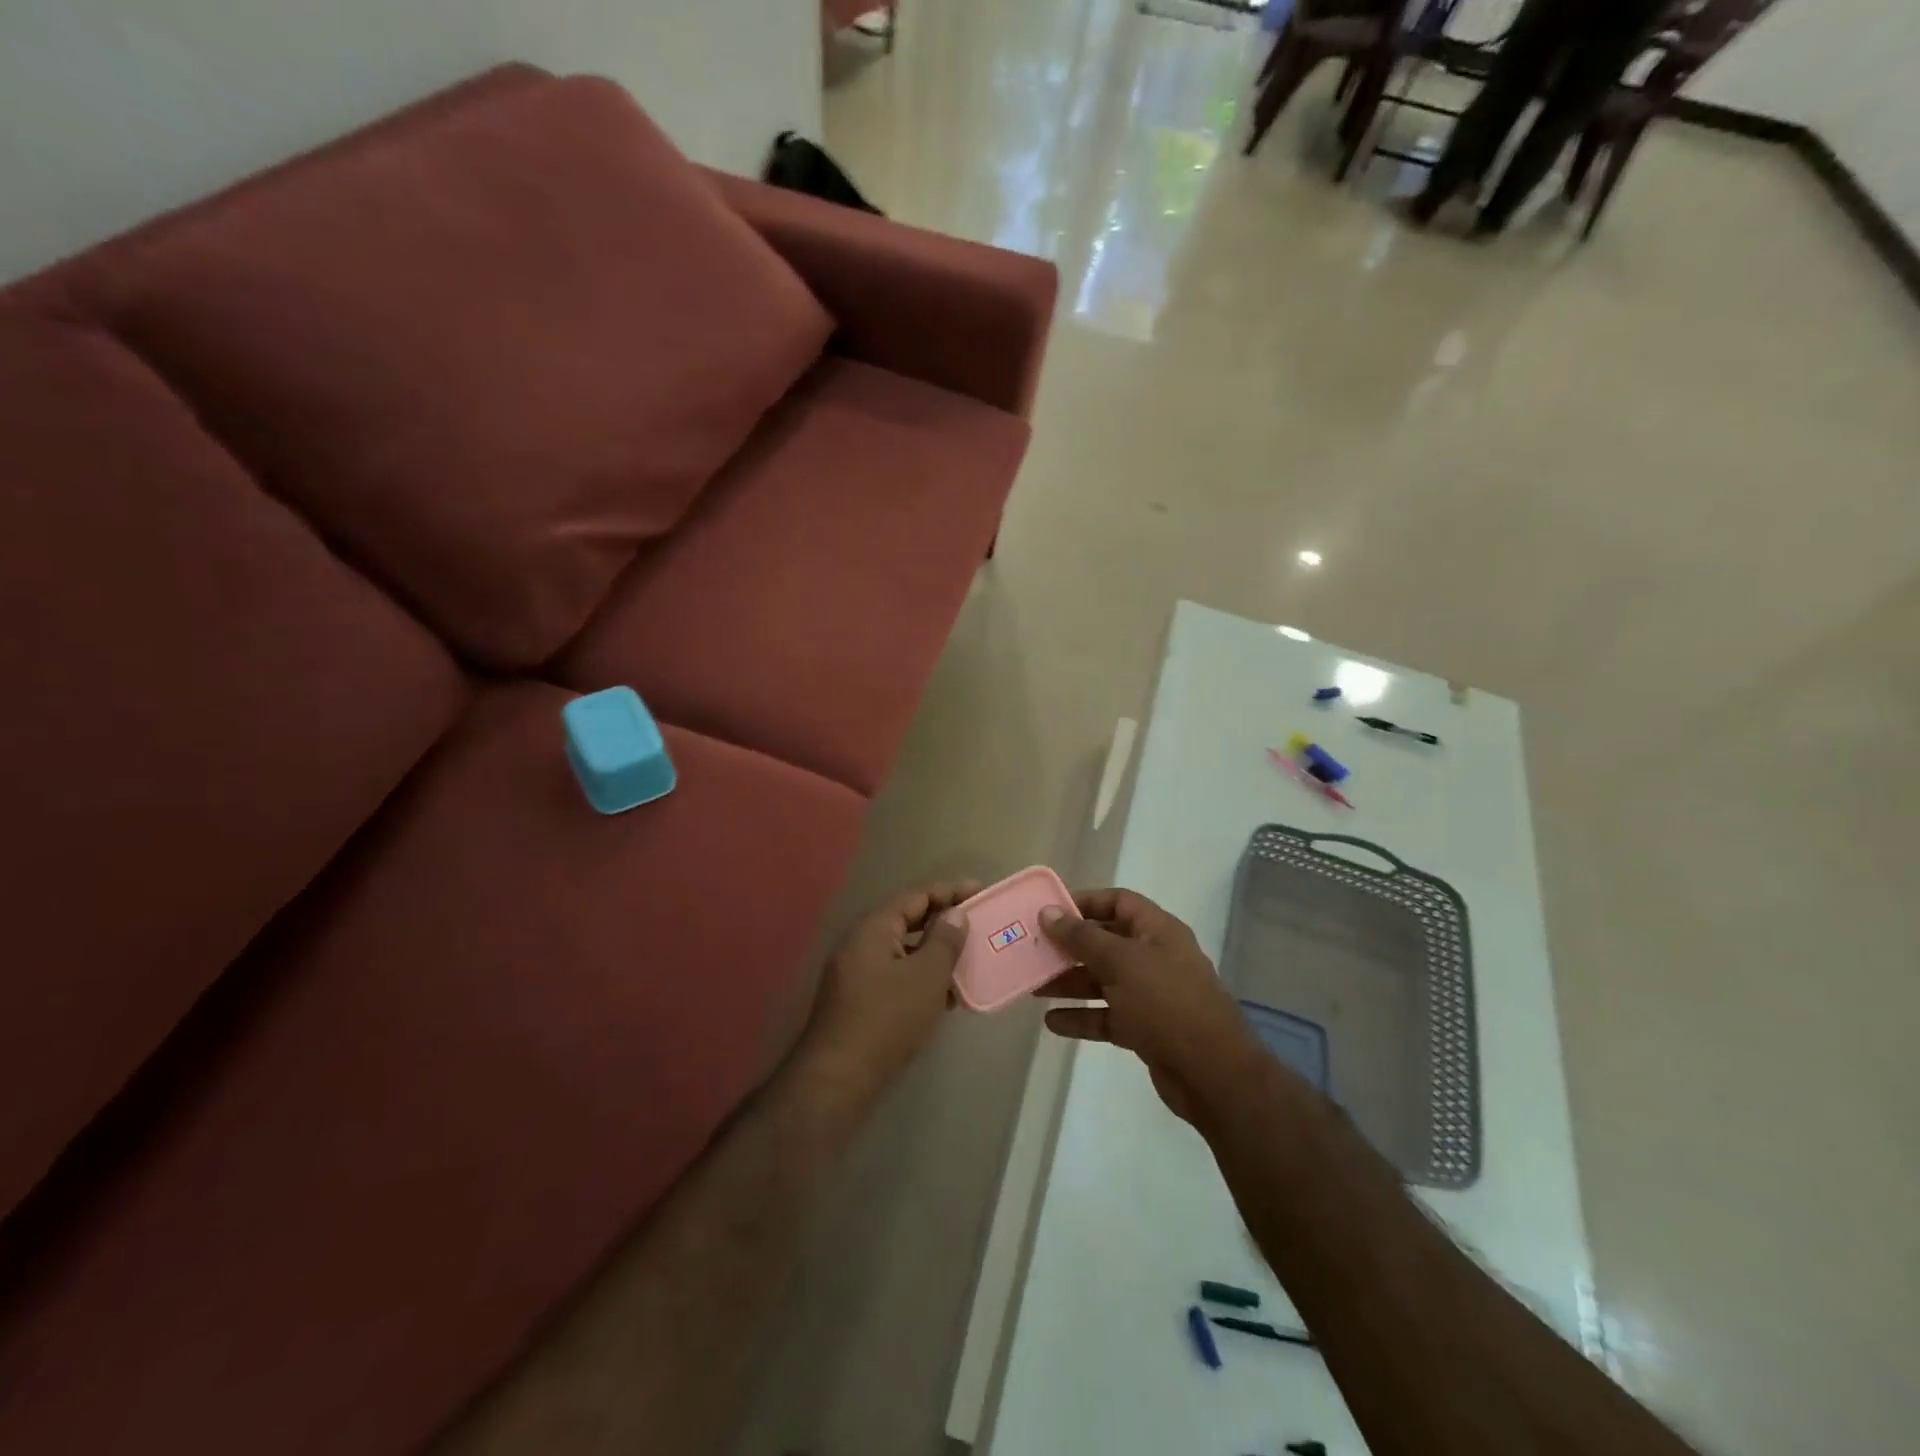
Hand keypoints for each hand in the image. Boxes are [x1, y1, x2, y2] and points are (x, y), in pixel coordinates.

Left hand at [798, 879, 979, 1109]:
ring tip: (969, 961)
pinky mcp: (858, 1000)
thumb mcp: (926, 976)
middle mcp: (861, 943)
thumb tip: (955, 913)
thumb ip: (944, 940)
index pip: (916, 895)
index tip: (980, 891)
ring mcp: (856, 972)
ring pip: (903, 950)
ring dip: (935, 952)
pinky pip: (896, 974)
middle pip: (907, 920)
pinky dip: (921, 976)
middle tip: (978, 923)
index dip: (949, 891)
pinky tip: (945, 996)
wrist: (838, 1079)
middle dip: (943, 921)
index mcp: (874, 928)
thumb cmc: (887, 1019)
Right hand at [1036, 889, 1265, 1124]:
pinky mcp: (1145, 1029)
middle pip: (1105, 942)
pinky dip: (1082, 1017)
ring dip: (1070, 983)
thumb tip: (1048, 912)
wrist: (1212, 1073)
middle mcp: (1154, 957)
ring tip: (1033, 988)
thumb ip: (1082, 937)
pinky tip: (1052, 1022)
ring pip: (1103, 981)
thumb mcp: (1121, 962)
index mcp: (1157, 931)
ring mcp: (1150, 995)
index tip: (1049, 912)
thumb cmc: (1166, 1002)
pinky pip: (1106, 1016)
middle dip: (1069, 947)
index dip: (1084, 902)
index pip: (1118, 902)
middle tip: (1033, 951)